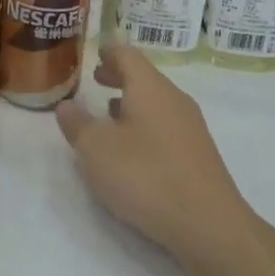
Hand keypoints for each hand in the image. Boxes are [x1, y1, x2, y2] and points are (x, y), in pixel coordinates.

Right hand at [56, 42, 274, 275]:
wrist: (208, 225)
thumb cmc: (146, 176)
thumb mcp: (97, 150)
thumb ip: (77, 124)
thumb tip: (65, 105)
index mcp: (150, 89)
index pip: (127, 54)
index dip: (108, 50)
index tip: (95, 50)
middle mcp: (174, 100)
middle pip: (144, 77)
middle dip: (119, 75)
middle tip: (96, 77)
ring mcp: (190, 127)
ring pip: (156, 101)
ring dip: (131, 101)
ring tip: (108, 110)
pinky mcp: (196, 153)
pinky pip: (165, 124)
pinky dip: (144, 122)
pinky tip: (132, 145)